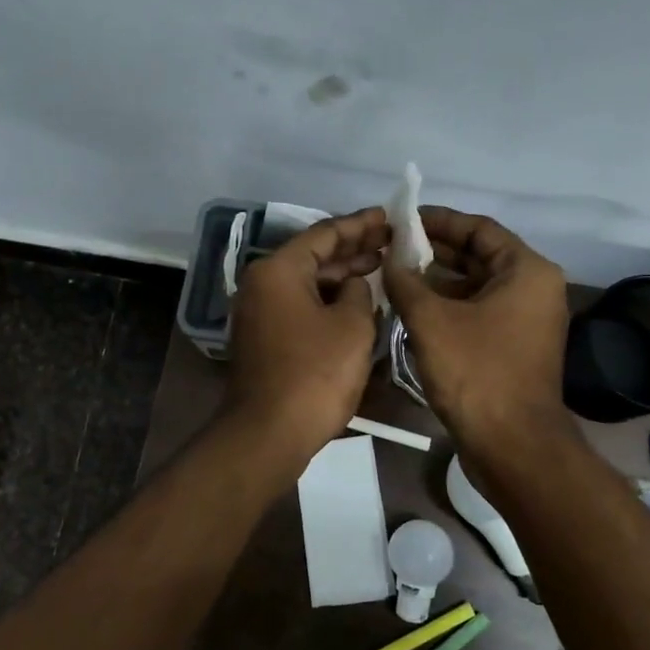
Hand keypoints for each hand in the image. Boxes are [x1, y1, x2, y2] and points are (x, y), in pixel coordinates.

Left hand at [226, 208, 389, 466]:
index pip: (324, 234)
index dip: (361, 225)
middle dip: (353, 249)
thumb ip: (358, 292)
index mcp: (278, 270)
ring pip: (306, 283)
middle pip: (312, 256)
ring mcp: (258, 313)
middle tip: (390, 242)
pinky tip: (355, 303)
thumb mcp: (352, 326)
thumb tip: (352, 287)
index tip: (389, 217)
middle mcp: (261, 284)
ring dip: (341, 276)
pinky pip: (299, 306)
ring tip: (379, 267)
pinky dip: (326, 301)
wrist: (270, 432)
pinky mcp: (263, 338)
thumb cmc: (315, 374)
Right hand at [382, 207, 570, 450]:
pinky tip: (412, 310)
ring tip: (394, 277)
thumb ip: (406, 282)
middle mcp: (533, 289)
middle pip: (479, 257)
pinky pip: (478, 313)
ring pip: (475, 288)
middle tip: (392, 248)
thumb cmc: (476, 372)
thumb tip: (390, 261)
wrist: (511, 444)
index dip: (438, 221)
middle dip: (434, 252)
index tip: (402, 220)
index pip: (479, 228)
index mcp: (526, 271)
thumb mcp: (432, 321)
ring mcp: (525, 321)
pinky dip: (448, 308)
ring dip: (437, 282)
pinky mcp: (513, 348)